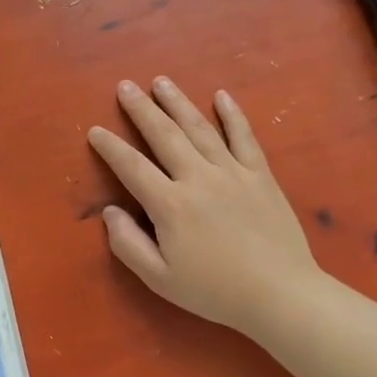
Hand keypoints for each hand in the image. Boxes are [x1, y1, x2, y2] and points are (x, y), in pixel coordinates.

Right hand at [87, 78, 325, 336]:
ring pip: (200, 128)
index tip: (95, 130)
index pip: (132, 167)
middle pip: (164, 135)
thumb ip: (128, 244)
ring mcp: (233, 173)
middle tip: (125, 86)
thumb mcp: (160, 279)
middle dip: (142, 109)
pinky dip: (233, 115)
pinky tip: (222, 95)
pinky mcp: (260, 175)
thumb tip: (109, 212)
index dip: (111, 147)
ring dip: (178, 103)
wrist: (281, 295)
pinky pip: (244, 137)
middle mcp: (198, 179)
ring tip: (161, 81)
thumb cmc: (215, 291)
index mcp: (170, 205)